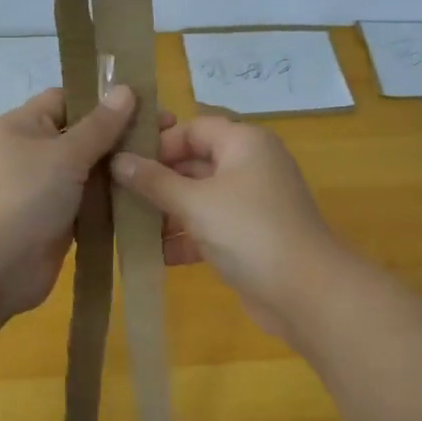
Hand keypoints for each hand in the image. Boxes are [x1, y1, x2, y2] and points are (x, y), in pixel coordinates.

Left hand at [0, 85, 159, 317]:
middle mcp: (33, 154)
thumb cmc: (23, 198)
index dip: (103, 100)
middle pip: (84, 137)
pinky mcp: (58, 223)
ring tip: (168, 168)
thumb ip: (100, 125)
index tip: (147, 104)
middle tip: (170, 138)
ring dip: (122, 173)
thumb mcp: (64, 154)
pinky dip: (113, 203)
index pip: (67, 99)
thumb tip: (126, 89)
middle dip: (122, 137)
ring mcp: (45, 191)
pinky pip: (90, 205)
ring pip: (91, 174)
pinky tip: (148, 200)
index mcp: (24, 126)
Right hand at [112, 117, 346, 338]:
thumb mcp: (194, 202)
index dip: (159, 142)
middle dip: (157, 181)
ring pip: (200, 198)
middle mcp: (250, 166)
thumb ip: (154, 181)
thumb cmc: (248, 231)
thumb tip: (118, 160)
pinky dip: (185, 238)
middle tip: (116, 196)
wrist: (305, 292)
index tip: (123, 162)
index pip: (194, 128)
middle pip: (195, 163)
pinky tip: (154, 256)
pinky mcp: (250, 237)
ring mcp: (252, 203)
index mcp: (244, 143)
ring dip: (167, 213)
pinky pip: (210, 227)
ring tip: (127, 227)